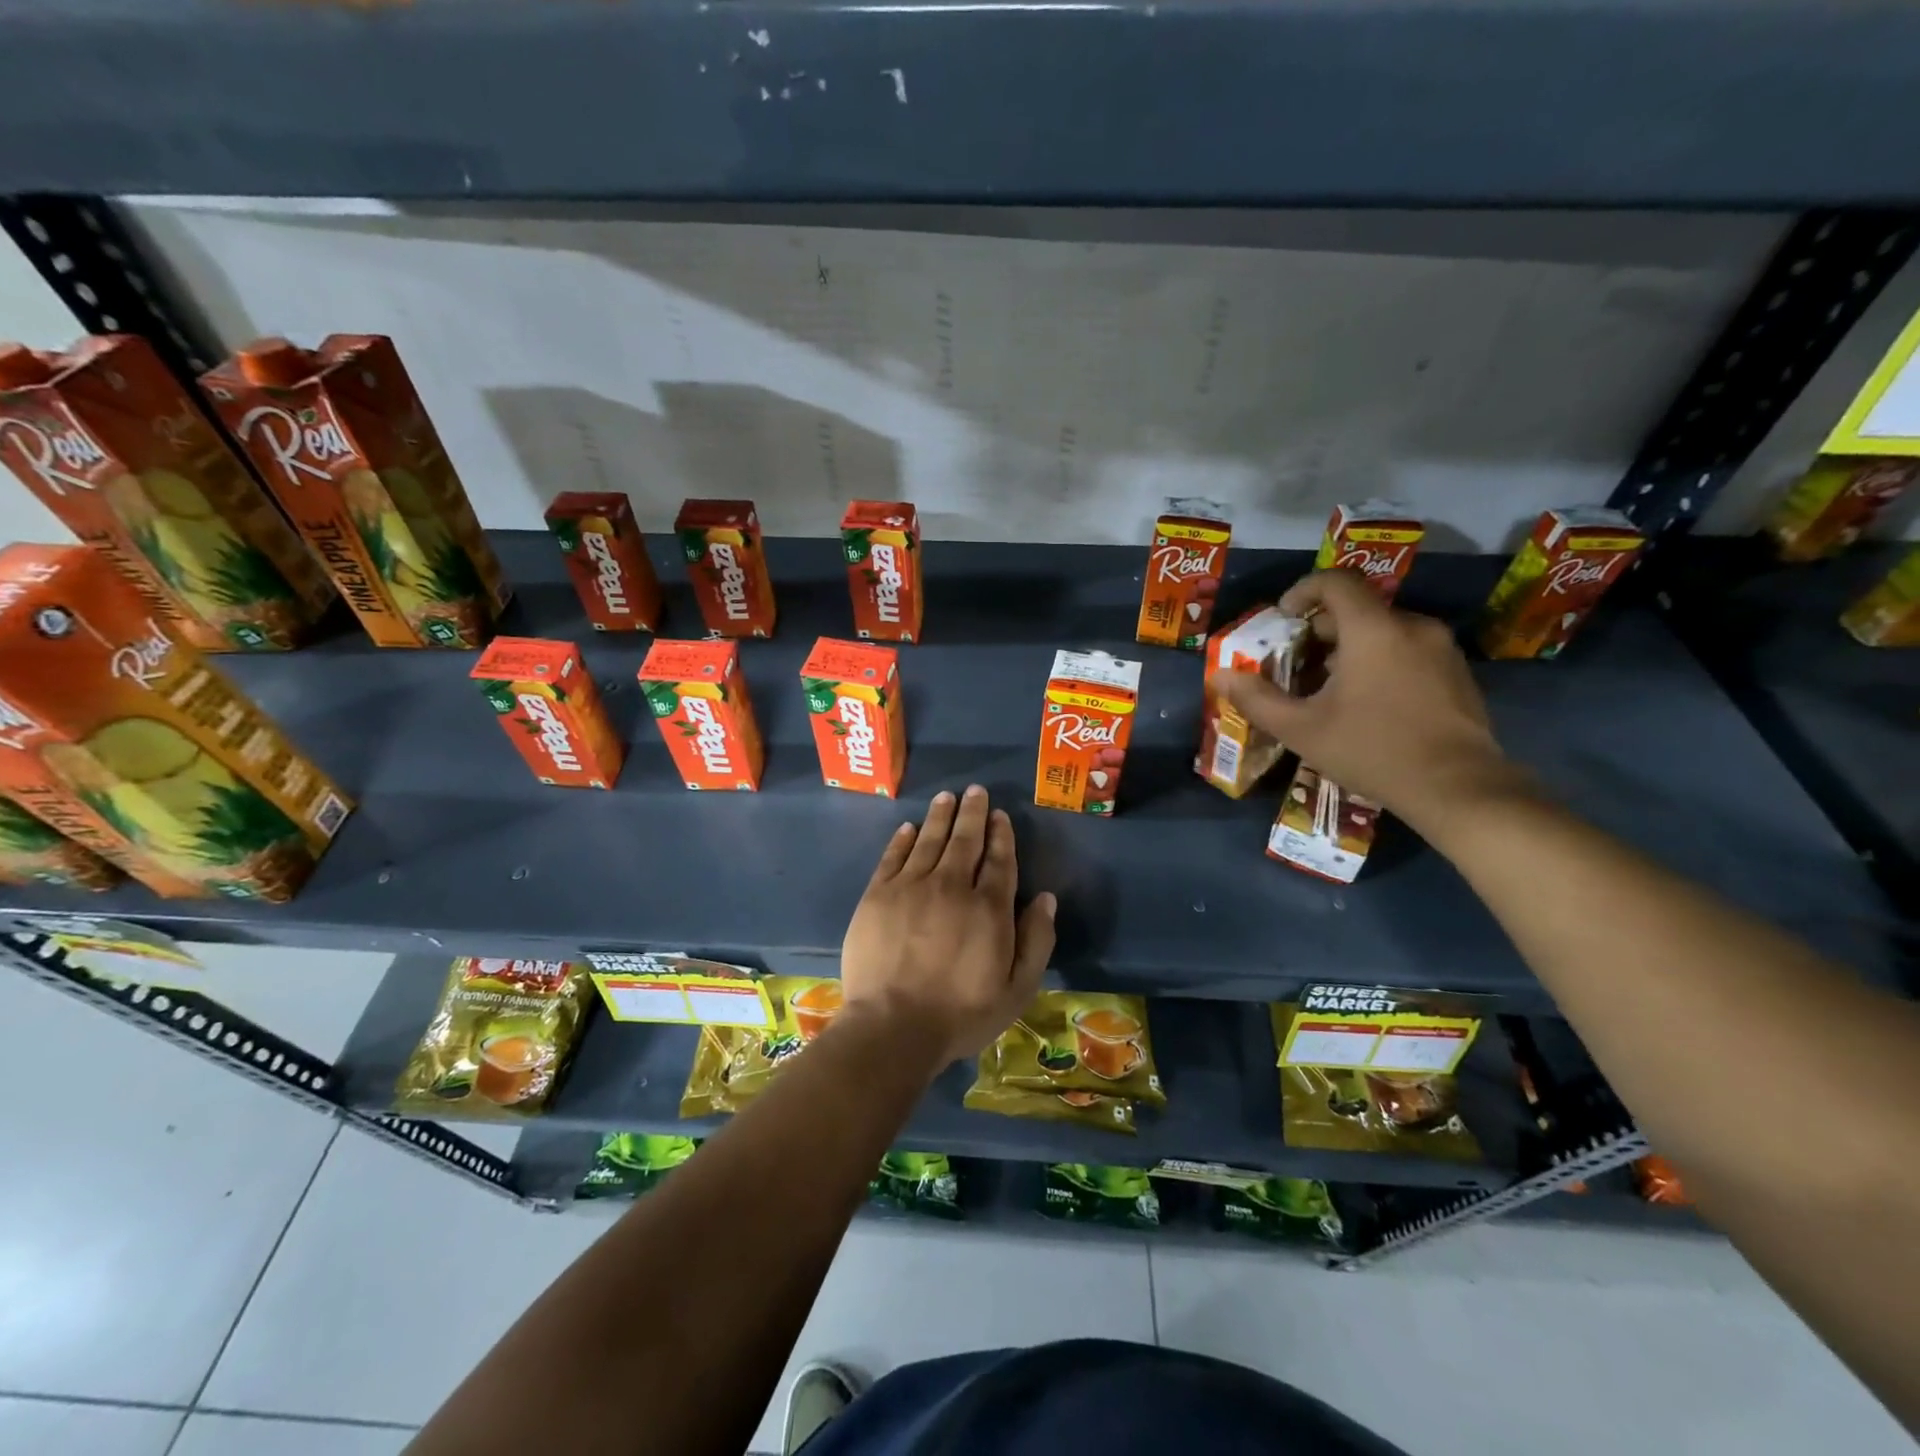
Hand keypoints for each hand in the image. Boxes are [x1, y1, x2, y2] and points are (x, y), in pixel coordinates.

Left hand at [840, 785, 1056, 1068]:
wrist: (892, 1026)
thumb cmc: (961, 1014)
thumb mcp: (1017, 989)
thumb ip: (1036, 940)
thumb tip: (1045, 898)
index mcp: (988, 908)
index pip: (999, 860)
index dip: (1001, 835)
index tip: (1000, 816)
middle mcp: (951, 886)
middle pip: (964, 840)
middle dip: (972, 813)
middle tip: (975, 791)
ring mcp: (910, 887)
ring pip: (929, 840)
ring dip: (940, 816)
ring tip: (947, 797)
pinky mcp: (877, 895)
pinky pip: (893, 857)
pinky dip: (903, 839)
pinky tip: (909, 827)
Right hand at [1220, 569, 1522, 829]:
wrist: (1458, 788)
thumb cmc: (1372, 751)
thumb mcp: (1302, 729)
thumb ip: (1256, 699)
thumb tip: (1218, 676)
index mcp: (1373, 630)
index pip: (1335, 582)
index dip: (1302, 591)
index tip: (1281, 618)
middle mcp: (1412, 626)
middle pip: (1358, 609)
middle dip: (1320, 630)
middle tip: (1294, 664)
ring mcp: (1441, 648)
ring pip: (1383, 631)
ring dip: (1349, 648)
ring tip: (1326, 688)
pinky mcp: (1457, 672)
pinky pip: (1408, 650)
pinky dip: (1379, 661)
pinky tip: (1366, 703)